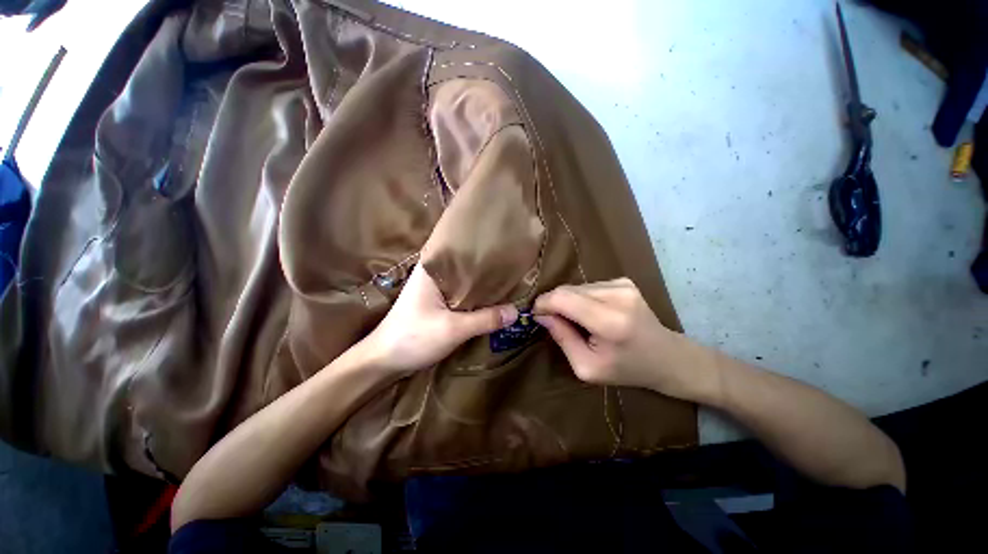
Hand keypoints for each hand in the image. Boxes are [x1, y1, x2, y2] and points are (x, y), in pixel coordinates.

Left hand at [359, 264, 518, 374]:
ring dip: (481, 285)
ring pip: (464, 283)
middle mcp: (433, 275)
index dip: (482, 249)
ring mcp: (434, 290)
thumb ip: (485, 319)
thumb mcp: (453, 329)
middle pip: (465, 267)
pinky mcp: (437, 304)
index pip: (461, 250)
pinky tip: (491, 299)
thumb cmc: (413, 338)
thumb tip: (516, 311)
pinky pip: (461, 296)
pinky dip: (474, 298)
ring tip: (508, 279)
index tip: (504, 248)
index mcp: (432, 269)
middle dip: (486, 268)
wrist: (383, 362)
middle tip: (513, 265)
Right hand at [533, 278, 692, 396]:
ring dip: (568, 301)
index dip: (543, 303)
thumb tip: (541, 315)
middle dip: (553, 303)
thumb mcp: (587, 367)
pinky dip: (581, 298)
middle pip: (567, 290)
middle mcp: (617, 296)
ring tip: (578, 320)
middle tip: (554, 321)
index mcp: (609, 322)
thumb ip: (562, 338)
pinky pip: (588, 286)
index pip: (563, 298)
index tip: (535, 315)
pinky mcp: (624, 281)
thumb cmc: (626, 369)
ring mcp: (622, 285)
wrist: (666, 357)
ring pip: (576, 286)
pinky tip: (592, 313)